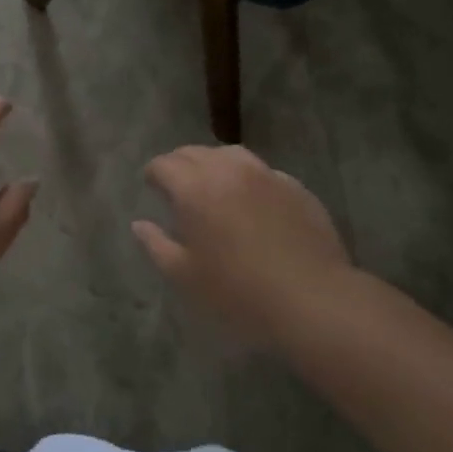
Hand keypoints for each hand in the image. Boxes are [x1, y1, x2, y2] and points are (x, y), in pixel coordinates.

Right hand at [132, 145, 350, 346]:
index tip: (151, 185)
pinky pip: (261, 171)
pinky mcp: (294, 186)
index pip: (164, 164)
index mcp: (194, 188)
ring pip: (230, 154)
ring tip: (213, 184)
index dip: (154, 173)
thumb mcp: (186, 277)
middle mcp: (227, 169)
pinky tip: (251, 200)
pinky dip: (247, 178)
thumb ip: (157, 245)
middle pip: (194, 152)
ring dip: (214, 163)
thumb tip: (140, 224)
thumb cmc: (239, 292)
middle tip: (177, 186)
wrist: (312, 299)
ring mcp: (264, 174)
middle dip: (179, 164)